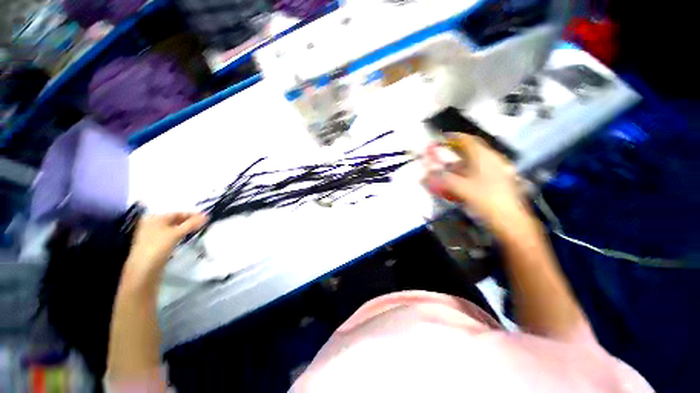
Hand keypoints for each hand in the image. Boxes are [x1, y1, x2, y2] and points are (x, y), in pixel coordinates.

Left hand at [122, 213, 207, 288]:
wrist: (144, 269)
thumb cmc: (158, 247)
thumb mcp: (177, 233)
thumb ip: (192, 224)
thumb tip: (207, 216)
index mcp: (154, 218)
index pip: (177, 213)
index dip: (192, 215)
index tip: (206, 218)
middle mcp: (152, 224)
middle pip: (174, 220)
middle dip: (189, 222)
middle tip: (204, 224)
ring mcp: (152, 235)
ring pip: (173, 228)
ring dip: (185, 228)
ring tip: (198, 230)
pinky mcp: (154, 244)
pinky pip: (170, 235)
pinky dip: (179, 235)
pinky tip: (186, 238)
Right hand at [423, 133, 530, 234]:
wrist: (510, 221)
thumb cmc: (486, 200)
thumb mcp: (460, 188)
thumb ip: (441, 179)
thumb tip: (425, 175)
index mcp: (483, 157)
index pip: (466, 140)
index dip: (452, 137)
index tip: (441, 138)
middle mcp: (491, 160)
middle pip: (469, 151)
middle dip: (453, 154)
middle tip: (441, 158)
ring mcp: (496, 171)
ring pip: (472, 164)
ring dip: (457, 167)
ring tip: (446, 174)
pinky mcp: (497, 182)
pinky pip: (477, 174)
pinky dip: (465, 176)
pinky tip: (458, 185)